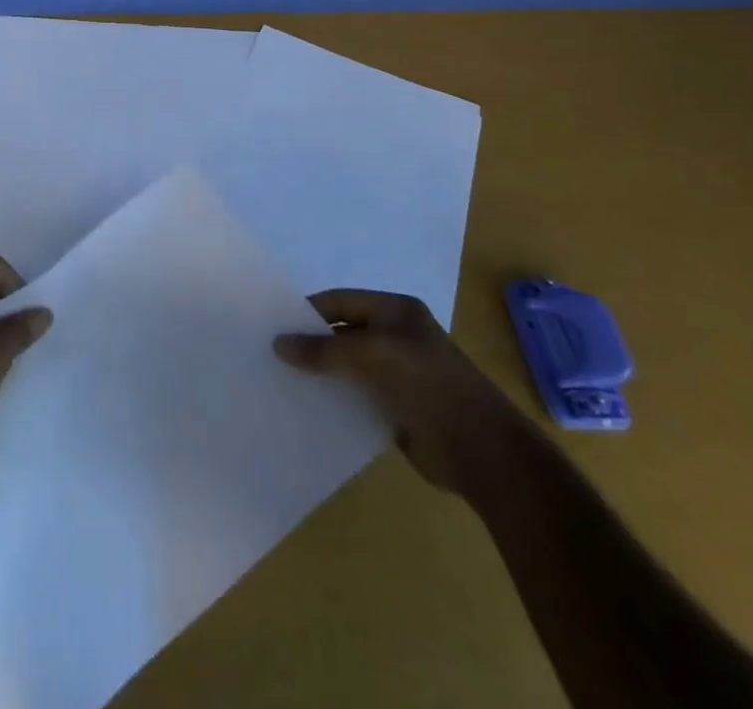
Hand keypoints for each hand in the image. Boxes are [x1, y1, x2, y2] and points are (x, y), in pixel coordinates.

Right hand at [275, 289, 533, 498]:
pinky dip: (335, 399)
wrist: (481, 450)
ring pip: (347, 366)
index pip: (339, 301)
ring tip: (281, 381)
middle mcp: (396, 336)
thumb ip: (323, 349)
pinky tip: (309, 407)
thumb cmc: (426, 384)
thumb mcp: (371, 355)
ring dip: (321, 374)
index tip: (273, 326)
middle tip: (271, 355)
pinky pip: (357, 396)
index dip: (307, 311)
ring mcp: (398, 373)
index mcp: (395, 310)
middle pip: (341, 333)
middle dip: (310, 343)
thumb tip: (279, 344)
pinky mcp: (397, 407)